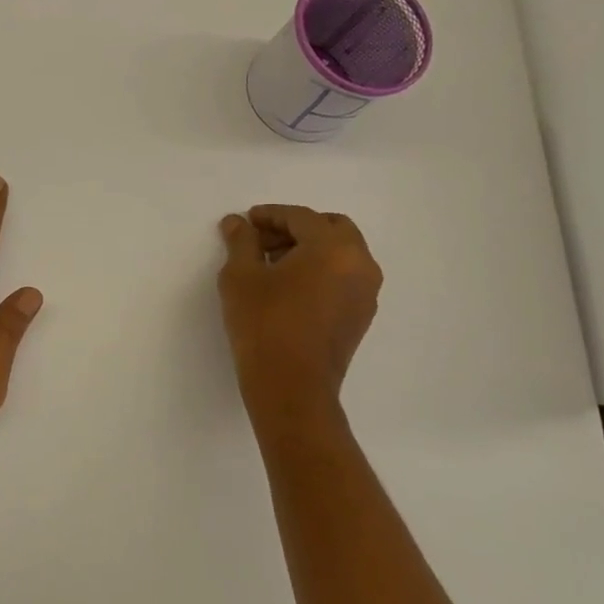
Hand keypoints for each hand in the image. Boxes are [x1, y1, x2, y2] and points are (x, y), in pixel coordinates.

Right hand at [217, 205, 381, 414]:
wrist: (291, 388)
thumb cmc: (263, 325)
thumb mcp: (241, 277)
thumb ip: (241, 242)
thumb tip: (237, 223)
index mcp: (333, 247)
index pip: (301, 217)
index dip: (270, 215)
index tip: (247, 221)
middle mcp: (360, 263)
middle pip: (330, 228)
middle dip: (295, 229)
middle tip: (262, 241)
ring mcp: (366, 292)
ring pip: (341, 253)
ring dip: (310, 249)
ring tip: (272, 265)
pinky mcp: (361, 315)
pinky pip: (344, 276)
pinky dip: (321, 270)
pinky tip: (290, 287)